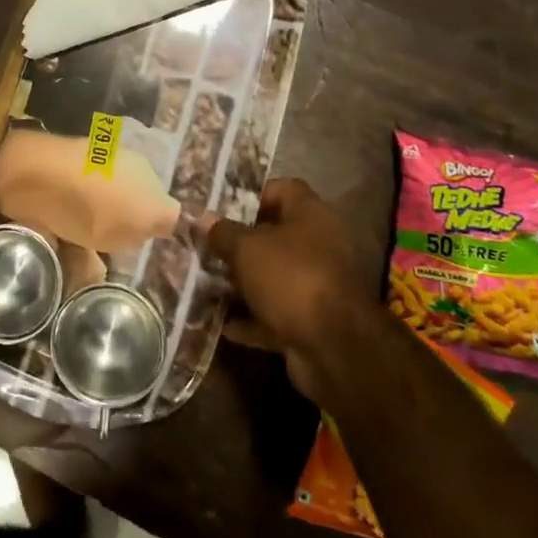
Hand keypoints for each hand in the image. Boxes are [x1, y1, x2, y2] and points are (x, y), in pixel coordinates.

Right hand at [205, 177, 382, 400]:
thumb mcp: (246, 249)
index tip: (222, 209)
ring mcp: (317, 284)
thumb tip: (202, 219)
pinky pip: (277, 313)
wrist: (334, 348)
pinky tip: (224, 325)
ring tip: (208, 285)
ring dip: (244, 283)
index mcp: (310, 215)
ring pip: (274, 276)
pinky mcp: (313, 320)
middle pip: (275, 235)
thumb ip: (222, 233)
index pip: (283, 189)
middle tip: (207, 248)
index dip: (253, 195)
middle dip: (240, 243)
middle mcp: (319, 245)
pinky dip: (254, 319)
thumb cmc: (289, 278)